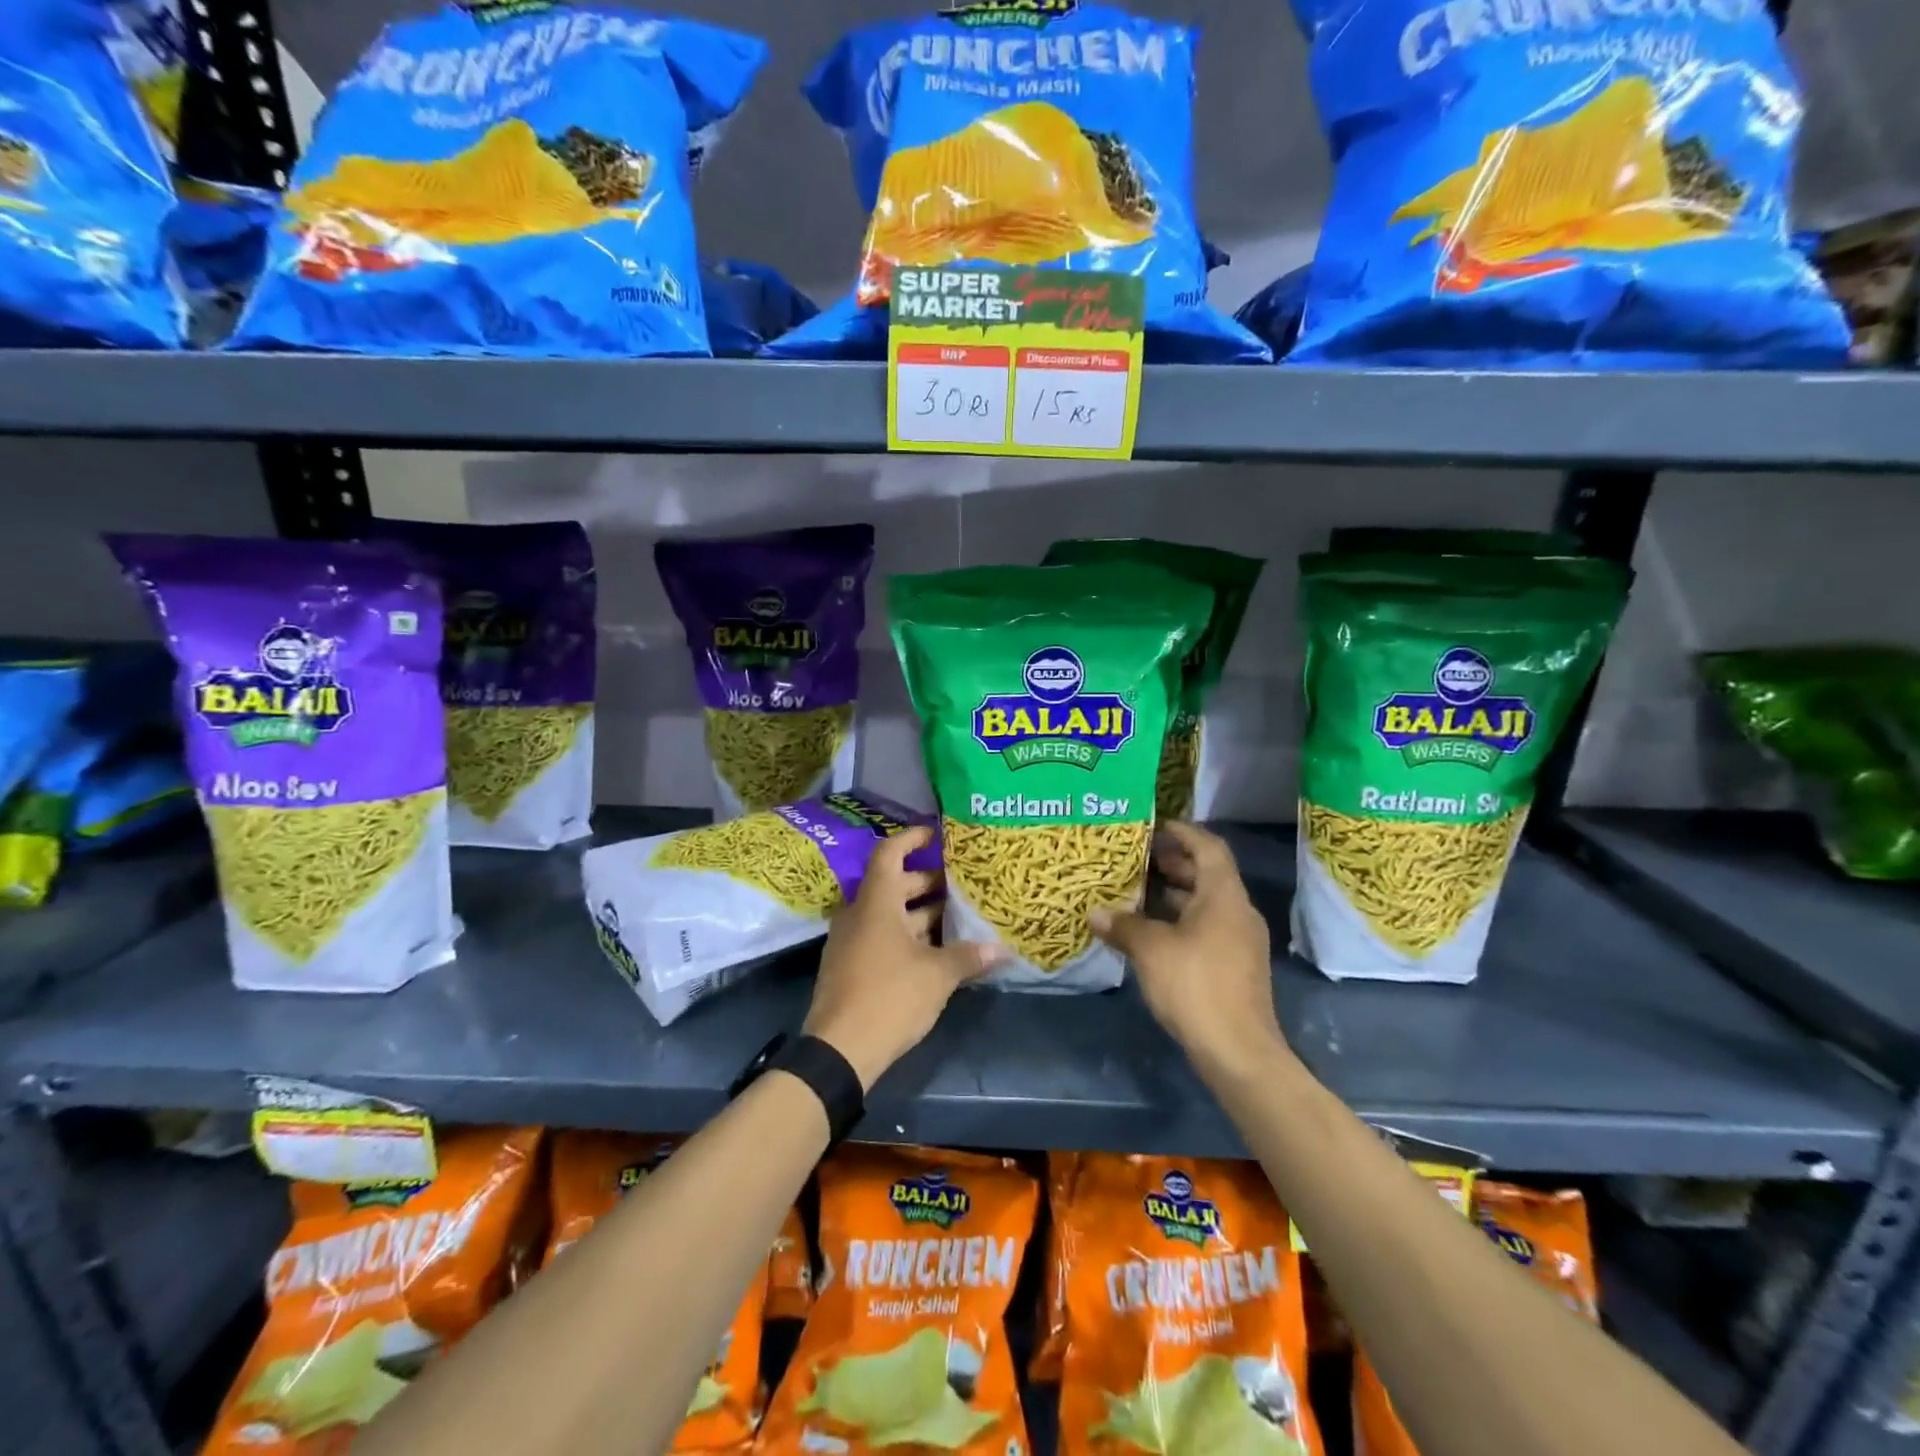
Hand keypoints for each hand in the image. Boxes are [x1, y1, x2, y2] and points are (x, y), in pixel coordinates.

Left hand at [804, 826, 1001, 1090]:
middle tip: (961, 881)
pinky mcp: (851, 967)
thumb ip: (968, 956)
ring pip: (889, 914)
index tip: (937, 834)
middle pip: (893, 884)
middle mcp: (859, 914)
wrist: (838, 1050)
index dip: (912, 839)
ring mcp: (852, 942)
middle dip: (927, 881)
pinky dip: (908, 936)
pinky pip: (882, 937)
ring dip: (921, 912)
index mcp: (875, 902)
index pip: (890, 853)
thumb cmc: (889, 996)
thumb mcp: (937, 975)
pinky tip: (937, 949)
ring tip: (957, 915)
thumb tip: (1001, 949)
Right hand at [1089, 822, 1292, 1080]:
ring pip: (1207, 904)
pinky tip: (1152, 931)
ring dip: (1175, 894)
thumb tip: (1095, 913)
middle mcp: (1238, 911)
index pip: (1209, 848)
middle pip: (1208, 874)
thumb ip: (1123, 925)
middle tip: (1138, 858)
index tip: (1156, 826)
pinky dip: (1181, 920)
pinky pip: (1207, 927)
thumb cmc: (1196, 985)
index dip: (1184, 833)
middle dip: (1174, 863)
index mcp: (1224, 896)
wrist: (1238, 1051)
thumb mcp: (1151, 949)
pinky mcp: (1235, 966)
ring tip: (1138, 891)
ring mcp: (1240, 941)